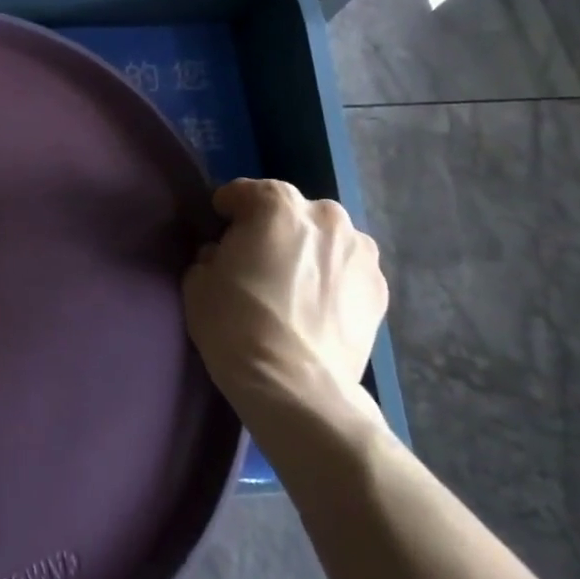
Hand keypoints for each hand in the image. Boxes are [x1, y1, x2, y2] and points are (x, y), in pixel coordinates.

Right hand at [182, 179, 387, 435]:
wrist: (294, 386)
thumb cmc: (235, 323)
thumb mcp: (199, 279)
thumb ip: (214, 254)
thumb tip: (227, 256)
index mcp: (276, 204)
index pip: (244, 192)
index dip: (227, 210)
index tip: (219, 230)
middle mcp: (325, 216)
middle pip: (290, 212)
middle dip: (273, 229)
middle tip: (257, 262)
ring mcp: (360, 252)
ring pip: (324, 239)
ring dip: (308, 252)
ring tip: (292, 287)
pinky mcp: (380, 289)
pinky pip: (346, 271)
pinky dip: (332, 279)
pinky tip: (316, 307)